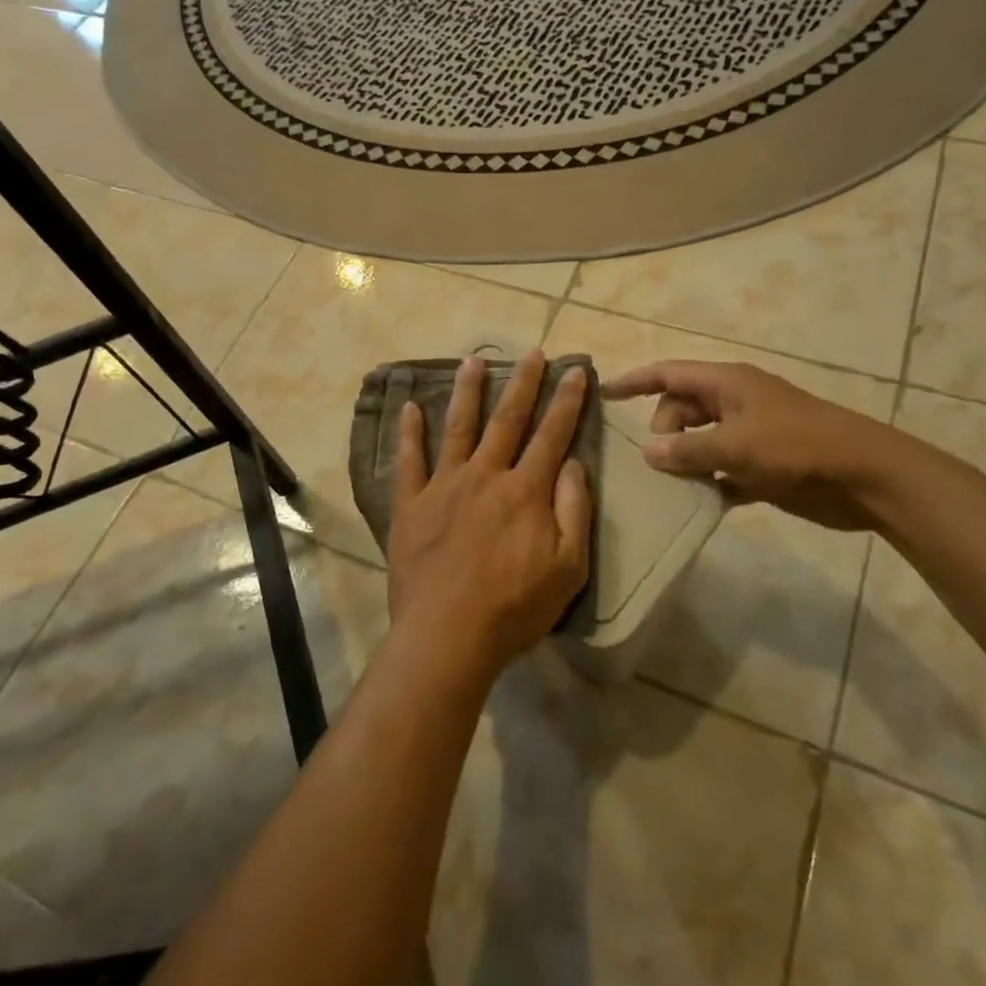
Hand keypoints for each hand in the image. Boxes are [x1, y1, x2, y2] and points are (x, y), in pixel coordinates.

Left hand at [387, 350, 592, 676]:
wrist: (447, 634)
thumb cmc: (514, 607)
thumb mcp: (568, 567)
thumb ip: (573, 510)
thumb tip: (573, 463)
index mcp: (525, 490)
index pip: (552, 434)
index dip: (567, 401)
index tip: (576, 370)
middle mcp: (485, 475)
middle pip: (507, 419)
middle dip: (522, 382)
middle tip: (531, 352)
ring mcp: (444, 485)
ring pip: (458, 427)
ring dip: (467, 392)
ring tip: (472, 361)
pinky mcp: (411, 503)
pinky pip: (408, 460)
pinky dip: (409, 432)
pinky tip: (409, 407)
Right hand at [600, 360, 896, 530]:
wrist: (865, 477)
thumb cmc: (797, 447)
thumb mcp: (736, 445)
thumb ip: (688, 449)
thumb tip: (649, 453)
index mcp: (727, 383)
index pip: (668, 374)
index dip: (634, 381)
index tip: (602, 393)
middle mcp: (734, 403)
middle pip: (680, 409)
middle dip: (662, 432)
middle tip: (659, 463)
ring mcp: (749, 434)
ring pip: (700, 441)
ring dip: (684, 461)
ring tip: (667, 487)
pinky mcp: (763, 466)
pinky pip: (721, 470)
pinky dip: (708, 482)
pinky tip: (697, 503)